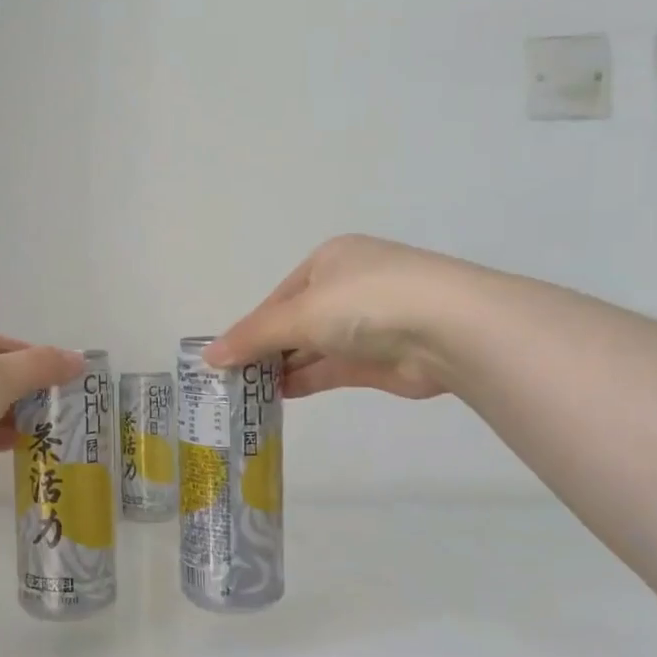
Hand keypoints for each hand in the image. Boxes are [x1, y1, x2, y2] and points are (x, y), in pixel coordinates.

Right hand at [204, 235, 476, 398]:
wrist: (448, 329)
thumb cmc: (365, 302)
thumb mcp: (299, 313)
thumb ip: (254, 336)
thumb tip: (208, 356)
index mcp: (330, 261)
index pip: (279, 296)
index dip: (252, 326)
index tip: (227, 356)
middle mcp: (348, 287)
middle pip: (295, 321)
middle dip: (266, 348)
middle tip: (232, 378)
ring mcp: (367, 324)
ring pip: (313, 347)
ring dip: (283, 367)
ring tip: (247, 392)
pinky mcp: (380, 358)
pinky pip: (332, 368)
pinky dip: (305, 380)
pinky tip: (278, 395)